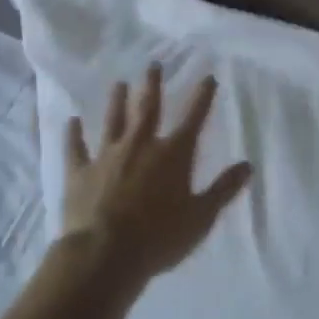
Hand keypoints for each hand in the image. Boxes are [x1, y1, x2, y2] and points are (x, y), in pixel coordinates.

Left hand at [60, 65, 252, 285]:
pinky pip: (76, 148)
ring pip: (113, 121)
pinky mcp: (80, 172)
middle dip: (153, 85)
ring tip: (119, 83)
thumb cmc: (159, 237)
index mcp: (173, 154)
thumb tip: (247, 166)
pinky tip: (71, 122)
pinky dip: (74, 134)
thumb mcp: (201, 217)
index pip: (193, 118)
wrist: (104, 254)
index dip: (202, 97)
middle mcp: (141, 145)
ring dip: (117, 101)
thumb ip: (223, 189)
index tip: (208, 77)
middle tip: (153, 65)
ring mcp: (107, 156)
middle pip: (148, 108)